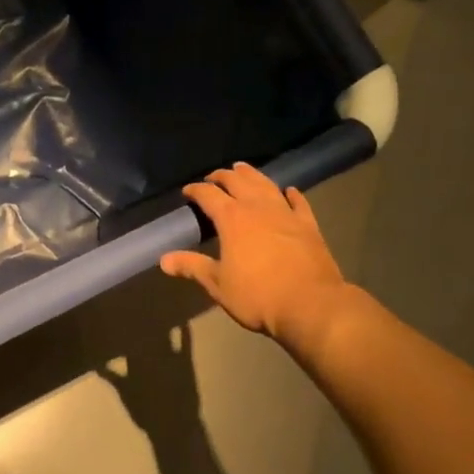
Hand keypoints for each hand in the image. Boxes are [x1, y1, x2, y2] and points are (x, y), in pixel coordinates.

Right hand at [159, 162, 346, 343]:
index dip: (196, 190)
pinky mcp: (308, 225)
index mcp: (232, 219)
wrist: (310, 304)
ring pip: (266, 184)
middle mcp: (257, 207)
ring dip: (252, 175)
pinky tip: (289, 191)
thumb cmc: (257, 295)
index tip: (187, 191)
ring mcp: (286, 213)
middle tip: (213, 177)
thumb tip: (163, 260)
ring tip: (242, 169)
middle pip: (237, 182)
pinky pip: (298, 202)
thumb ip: (192, 266)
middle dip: (223, 176)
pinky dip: (291, 194)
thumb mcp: (217, 284)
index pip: (208, 195)